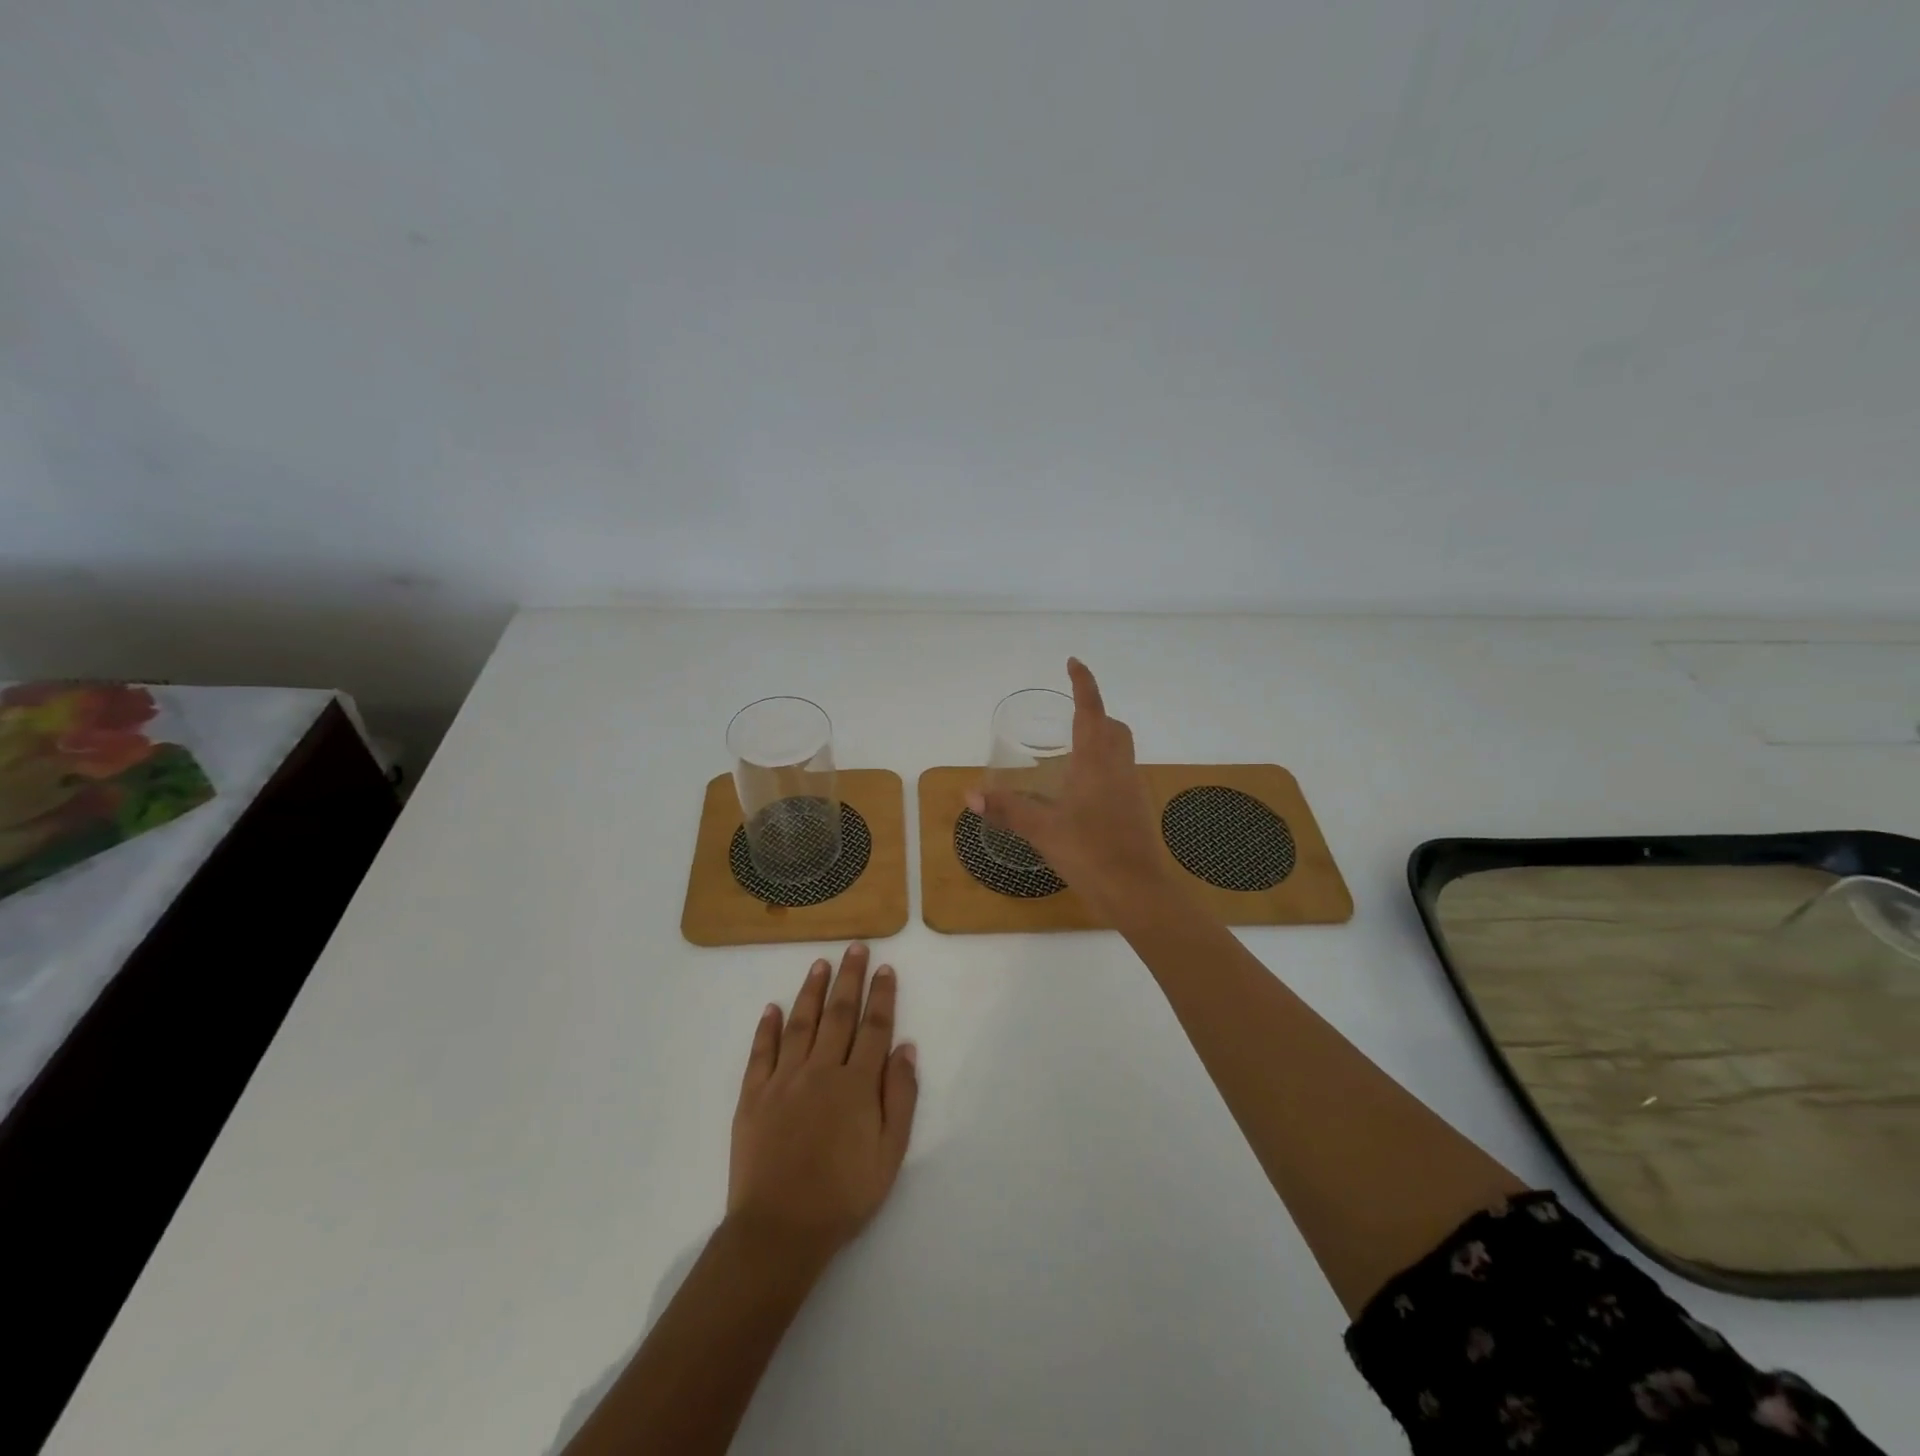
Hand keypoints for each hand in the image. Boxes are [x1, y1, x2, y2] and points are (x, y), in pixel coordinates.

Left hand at [727, 944, 918, 1267]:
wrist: (780, 1230)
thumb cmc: (843, 1196)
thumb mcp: (889, 1154)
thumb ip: (901, 1097)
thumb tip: (906, 1048)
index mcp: (856, 1084)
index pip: (874, 1027)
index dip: (881, 996)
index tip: (885, 968)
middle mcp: (820, 1070)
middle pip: (838, 1014)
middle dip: (849, 978)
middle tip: (855, 948)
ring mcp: (783, 1080)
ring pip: (801, 1023)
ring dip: (812, 991)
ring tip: (820, 963)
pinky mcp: (753, 1096)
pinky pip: (761, 1053)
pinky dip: (767, 1028)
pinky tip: (772, 1007)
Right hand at [967, 657, 1175, 925]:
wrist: (1139, 894)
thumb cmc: (1091, 854)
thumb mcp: (1042, 830)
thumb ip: (1008, 810)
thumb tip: (970, 795)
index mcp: (1097, 762)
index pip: (1092, 710)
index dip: (1084, 684)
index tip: (1073, 663)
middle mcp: (1119, 768)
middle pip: (1113, 727)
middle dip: (1094, 714)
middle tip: (1067, 717)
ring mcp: (1132, 790)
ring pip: (1120, 751)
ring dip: (1100, 740)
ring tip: (1069, 754)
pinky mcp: (1136, 811)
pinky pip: (1120, 775)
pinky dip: (1103, 769)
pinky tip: (1081, 794)